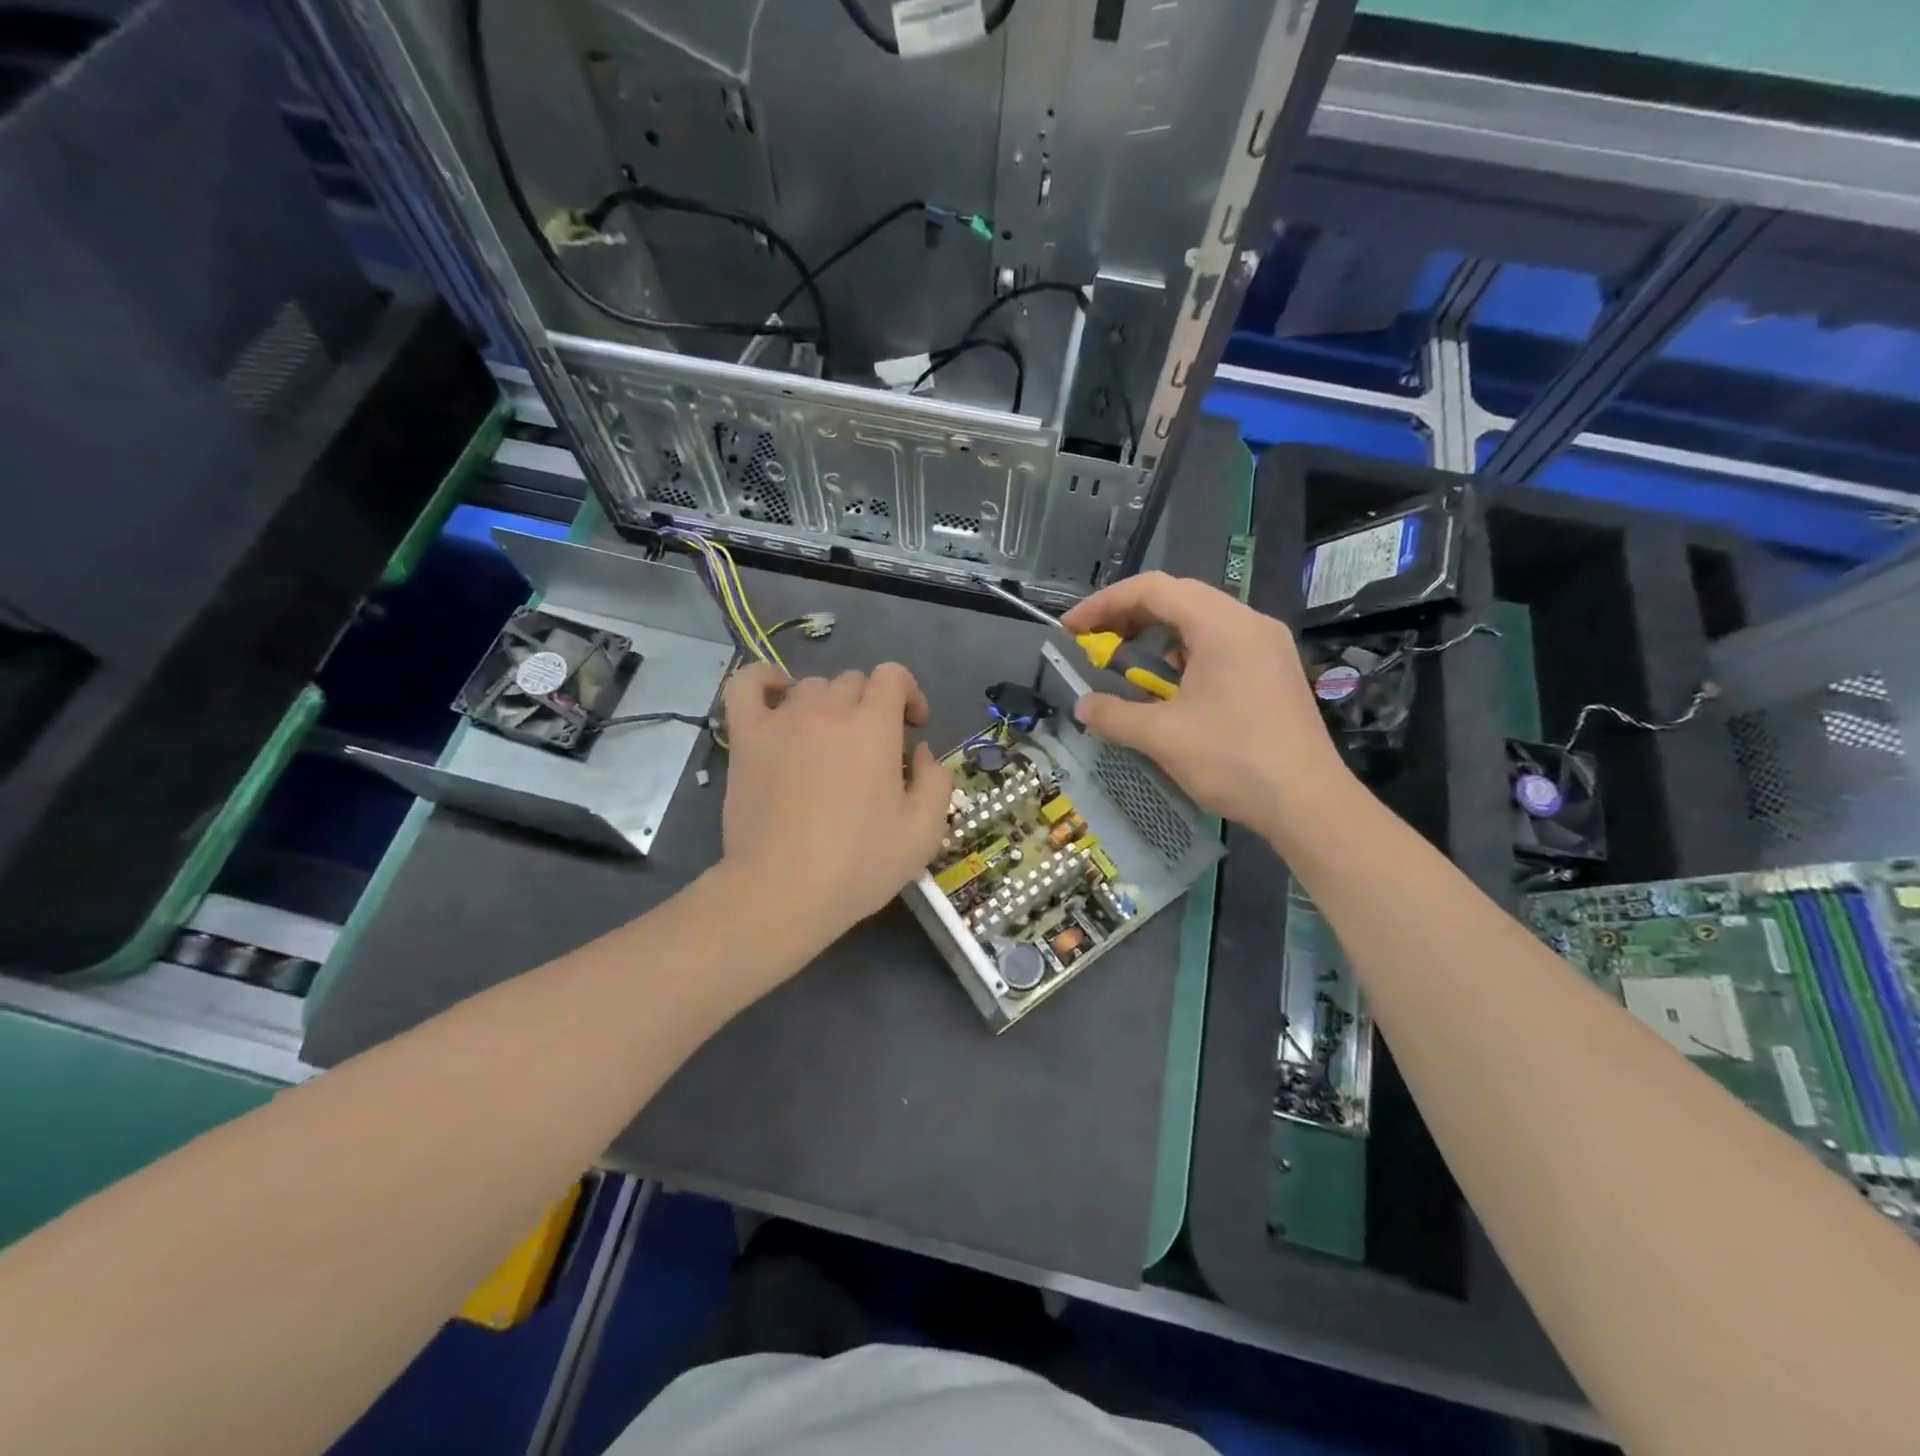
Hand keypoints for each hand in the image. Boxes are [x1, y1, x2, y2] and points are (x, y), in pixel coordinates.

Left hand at [718, 662, 953, 937]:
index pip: (894, 676)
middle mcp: (827, 711)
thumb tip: (920, 752)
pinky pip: (747, 686)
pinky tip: (777, 695)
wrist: (782, 892)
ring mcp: (781, 721)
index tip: (913, 729)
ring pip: (810, 687)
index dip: (910, 695)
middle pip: (854, 682)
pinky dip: (764, 680)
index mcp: (873, 727)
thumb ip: (936, 780)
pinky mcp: (746, 738)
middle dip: (873, 707)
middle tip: (874, 750)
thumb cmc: (858, 865)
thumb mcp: (924, 832)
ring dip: (830, 705)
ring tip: (830, 742)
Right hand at [1060, 572, 1353, 839]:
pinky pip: (1221, 642)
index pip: (1154, 589)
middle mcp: (1249, 622)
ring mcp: (1267, 645)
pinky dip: (1186, 651)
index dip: (1105, 603)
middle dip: (1129, 614)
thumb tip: (1083, 706)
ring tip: (1128, 660)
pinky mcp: (1274, 669)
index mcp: (1222, 625)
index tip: (1072, 629)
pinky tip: (1172, 684)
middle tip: (1095, 641)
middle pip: (1179, 596)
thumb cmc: (1232, 760)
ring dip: (1158, 633)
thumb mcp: (1161, 737)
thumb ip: (1113, 715)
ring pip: (1202, 619)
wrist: (1308, 803)